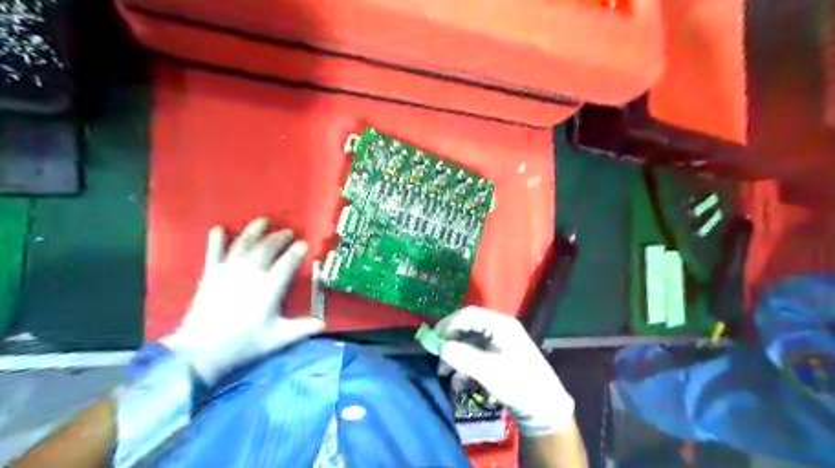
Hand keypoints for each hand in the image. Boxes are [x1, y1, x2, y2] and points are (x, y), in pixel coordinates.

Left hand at [161, 218, 321, 382]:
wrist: (201, 350)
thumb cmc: (244, 344)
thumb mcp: (277, 338)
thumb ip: (301, 328)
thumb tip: (323, 324)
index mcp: (269, 288)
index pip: (287, 263)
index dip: (297, 252)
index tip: (304, 243)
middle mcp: (250, 274)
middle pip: (267, 248)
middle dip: (279, 238)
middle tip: (288, 232)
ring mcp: (228, 271)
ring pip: (244, 244)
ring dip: (254, 231)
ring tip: (263, 221)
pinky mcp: (211, 274)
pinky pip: (214, 252)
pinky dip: (216, 240)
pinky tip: (218, 229)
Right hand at [438, 307, 574, 435]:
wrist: (545, 410)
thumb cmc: (518, 384)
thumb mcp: (488, 371)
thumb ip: (462, 356)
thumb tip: (439, 346)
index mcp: (501, 325)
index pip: (469, 314)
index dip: (449, 323)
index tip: (433, 338)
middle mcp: (499, 329)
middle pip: (468, 328)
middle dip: (450, 342)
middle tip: (436, 356)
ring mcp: (499, 344)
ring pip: (470, 343)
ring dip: (455, 356)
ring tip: (443, 373)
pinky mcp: (498, 358)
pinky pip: (476, 356)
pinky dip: (464, 366)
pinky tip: (458, 383)